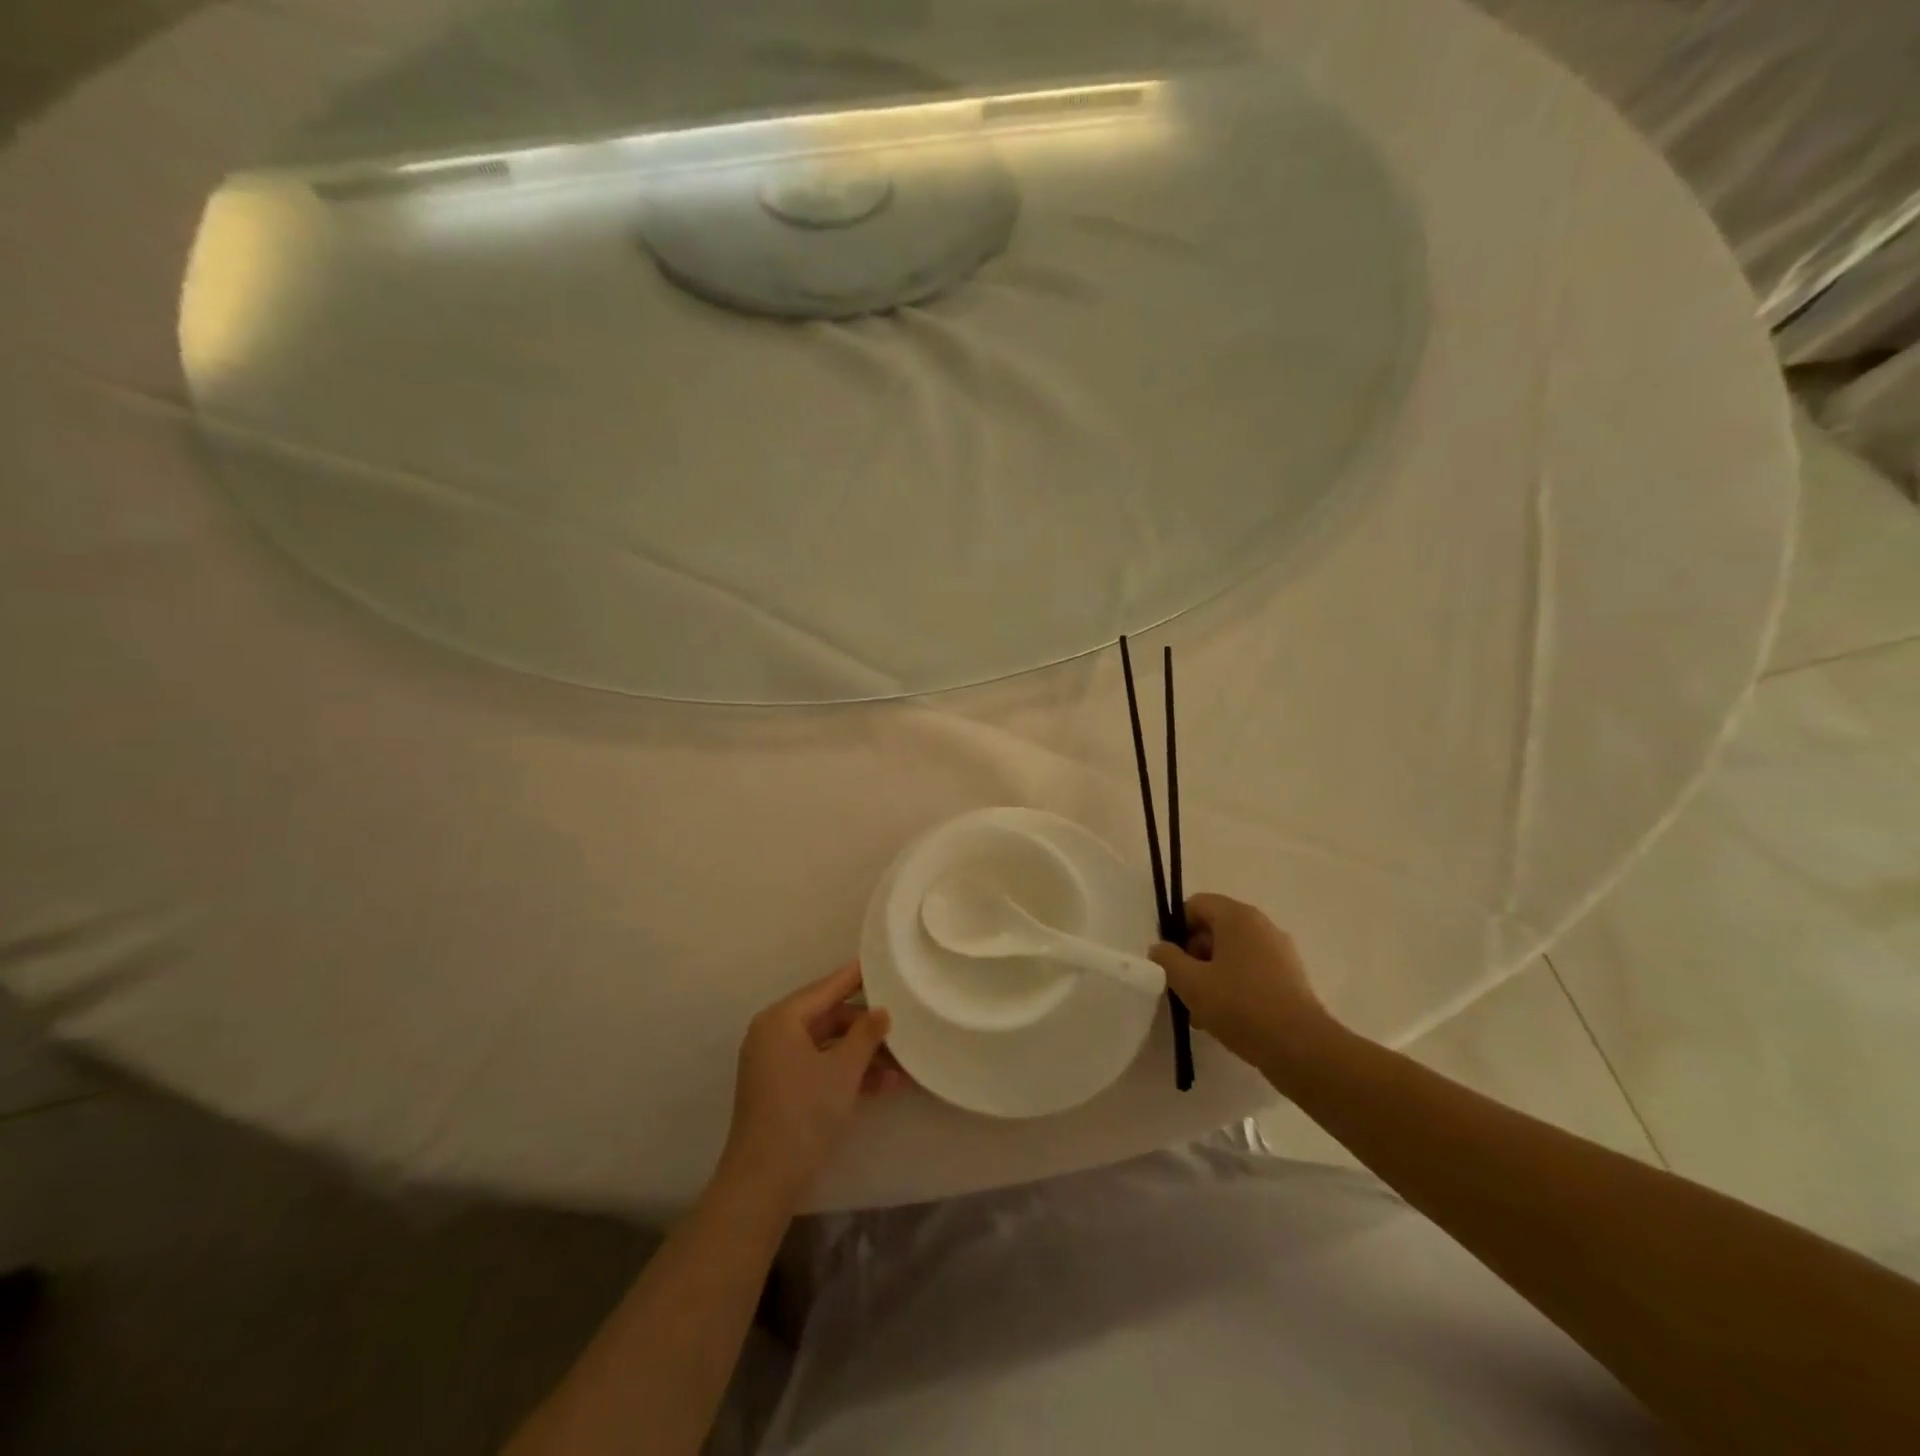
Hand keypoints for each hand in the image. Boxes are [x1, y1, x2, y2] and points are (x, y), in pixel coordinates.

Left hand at [721, 963, 903, 1205]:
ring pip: (828, 1045)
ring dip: (863, 1054)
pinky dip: (847, 1072)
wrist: (764, 1181)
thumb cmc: (803, 1113)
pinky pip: (820, 1066)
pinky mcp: (782, 1088)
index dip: (857, 977)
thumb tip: (882, 1010)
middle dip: (867, 1027)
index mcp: (781, 1019)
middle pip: (829, 1017)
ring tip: (903, 1064)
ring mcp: (776, 1062)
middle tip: (903, 1025)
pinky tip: (884, 1084)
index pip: (827, 987)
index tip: (884, 963)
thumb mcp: (843, 1070)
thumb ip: (866, 1034)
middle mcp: (774, 1033)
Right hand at [1149, 894, 1337, 1071]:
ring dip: (1211, 974)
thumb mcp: (1191, 983)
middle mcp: (1261, 925)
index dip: (1175, 929)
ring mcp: (1279, 951)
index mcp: (1237, 916)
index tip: (1170, 961)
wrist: (1302, 1048)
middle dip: (1193, 955)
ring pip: (1232, 953)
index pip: (1195, 905)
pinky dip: (1234, 986)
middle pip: (1213, 928)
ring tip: (1202, 1011)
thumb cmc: (1240, 1007)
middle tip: (1183, 988)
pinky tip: (1226, 1018)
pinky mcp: (1290, 977)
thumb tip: (1159, 948)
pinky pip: (1251, 970)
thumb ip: (1168, 960)